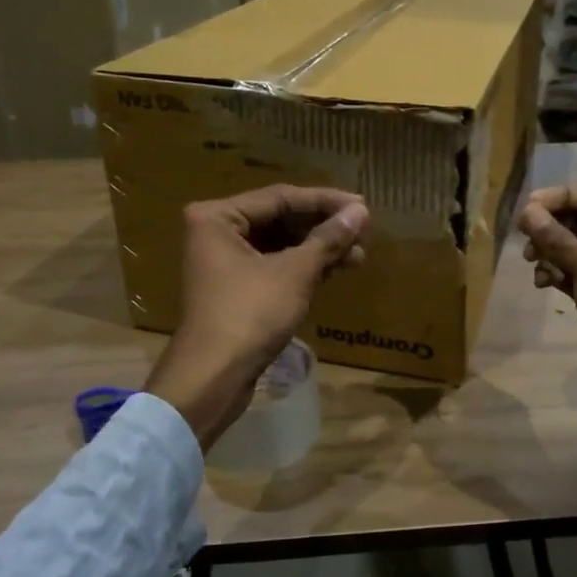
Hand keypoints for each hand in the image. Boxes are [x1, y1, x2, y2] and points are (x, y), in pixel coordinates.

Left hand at [145, 185, 368, 448]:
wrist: (213, 378)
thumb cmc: (250, 314)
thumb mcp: (295, 273)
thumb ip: (328, 239)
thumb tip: (360, 211)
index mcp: (218, 217)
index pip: (281, 197)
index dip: (325, 201)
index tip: (363, 205)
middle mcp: (216, 233)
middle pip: (280, 219)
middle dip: (323, 227)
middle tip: (363, 230)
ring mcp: (225, 263)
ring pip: (280, 245)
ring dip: (318, 248)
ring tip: (359, 253)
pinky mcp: (236, 290)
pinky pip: (275, 267)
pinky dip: (304, 267)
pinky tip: (337, 269)